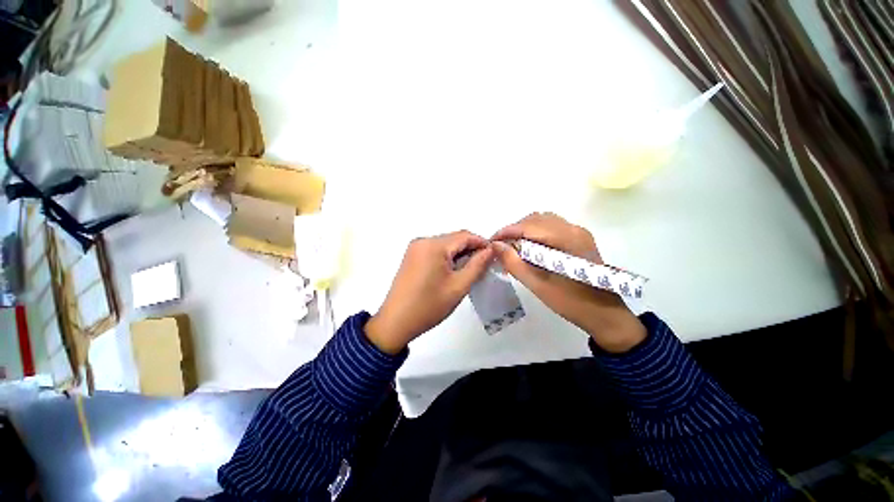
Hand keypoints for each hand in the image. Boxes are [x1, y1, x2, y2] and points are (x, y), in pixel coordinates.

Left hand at [365, 231, 493, 353]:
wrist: (396, 322)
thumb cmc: (429, 306)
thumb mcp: (458, 286)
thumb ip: (477, 265)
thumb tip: (491, 250)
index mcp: (433, 245)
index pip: (464, 236)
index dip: (482, 242)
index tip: (495, 254)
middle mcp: (422, 241)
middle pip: (454, 239)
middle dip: (471, 249)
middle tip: (485, 265)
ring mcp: (415, 248)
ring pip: (445, 245)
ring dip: (459, 254)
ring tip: (471, 270)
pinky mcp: (412, 256)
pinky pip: (435, 251)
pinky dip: (447, 258)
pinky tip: (454, 271)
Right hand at [491, 213, 645, 352]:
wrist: (605, 314)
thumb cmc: (571, 303)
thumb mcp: (538, 284)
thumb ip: (514, 263)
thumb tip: (495, 245)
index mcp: (566, 239)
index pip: (529, 226)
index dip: (506, 231)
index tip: (491, 242)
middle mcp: (573, 228)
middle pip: (535, 219)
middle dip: (514, 230)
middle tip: (501, 248)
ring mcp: (578, 232)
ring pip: (543, 221)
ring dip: (524, 231)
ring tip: (512, 248)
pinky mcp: (579, 238)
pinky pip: (551, 227)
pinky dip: (535, 234)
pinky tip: (529, 249)